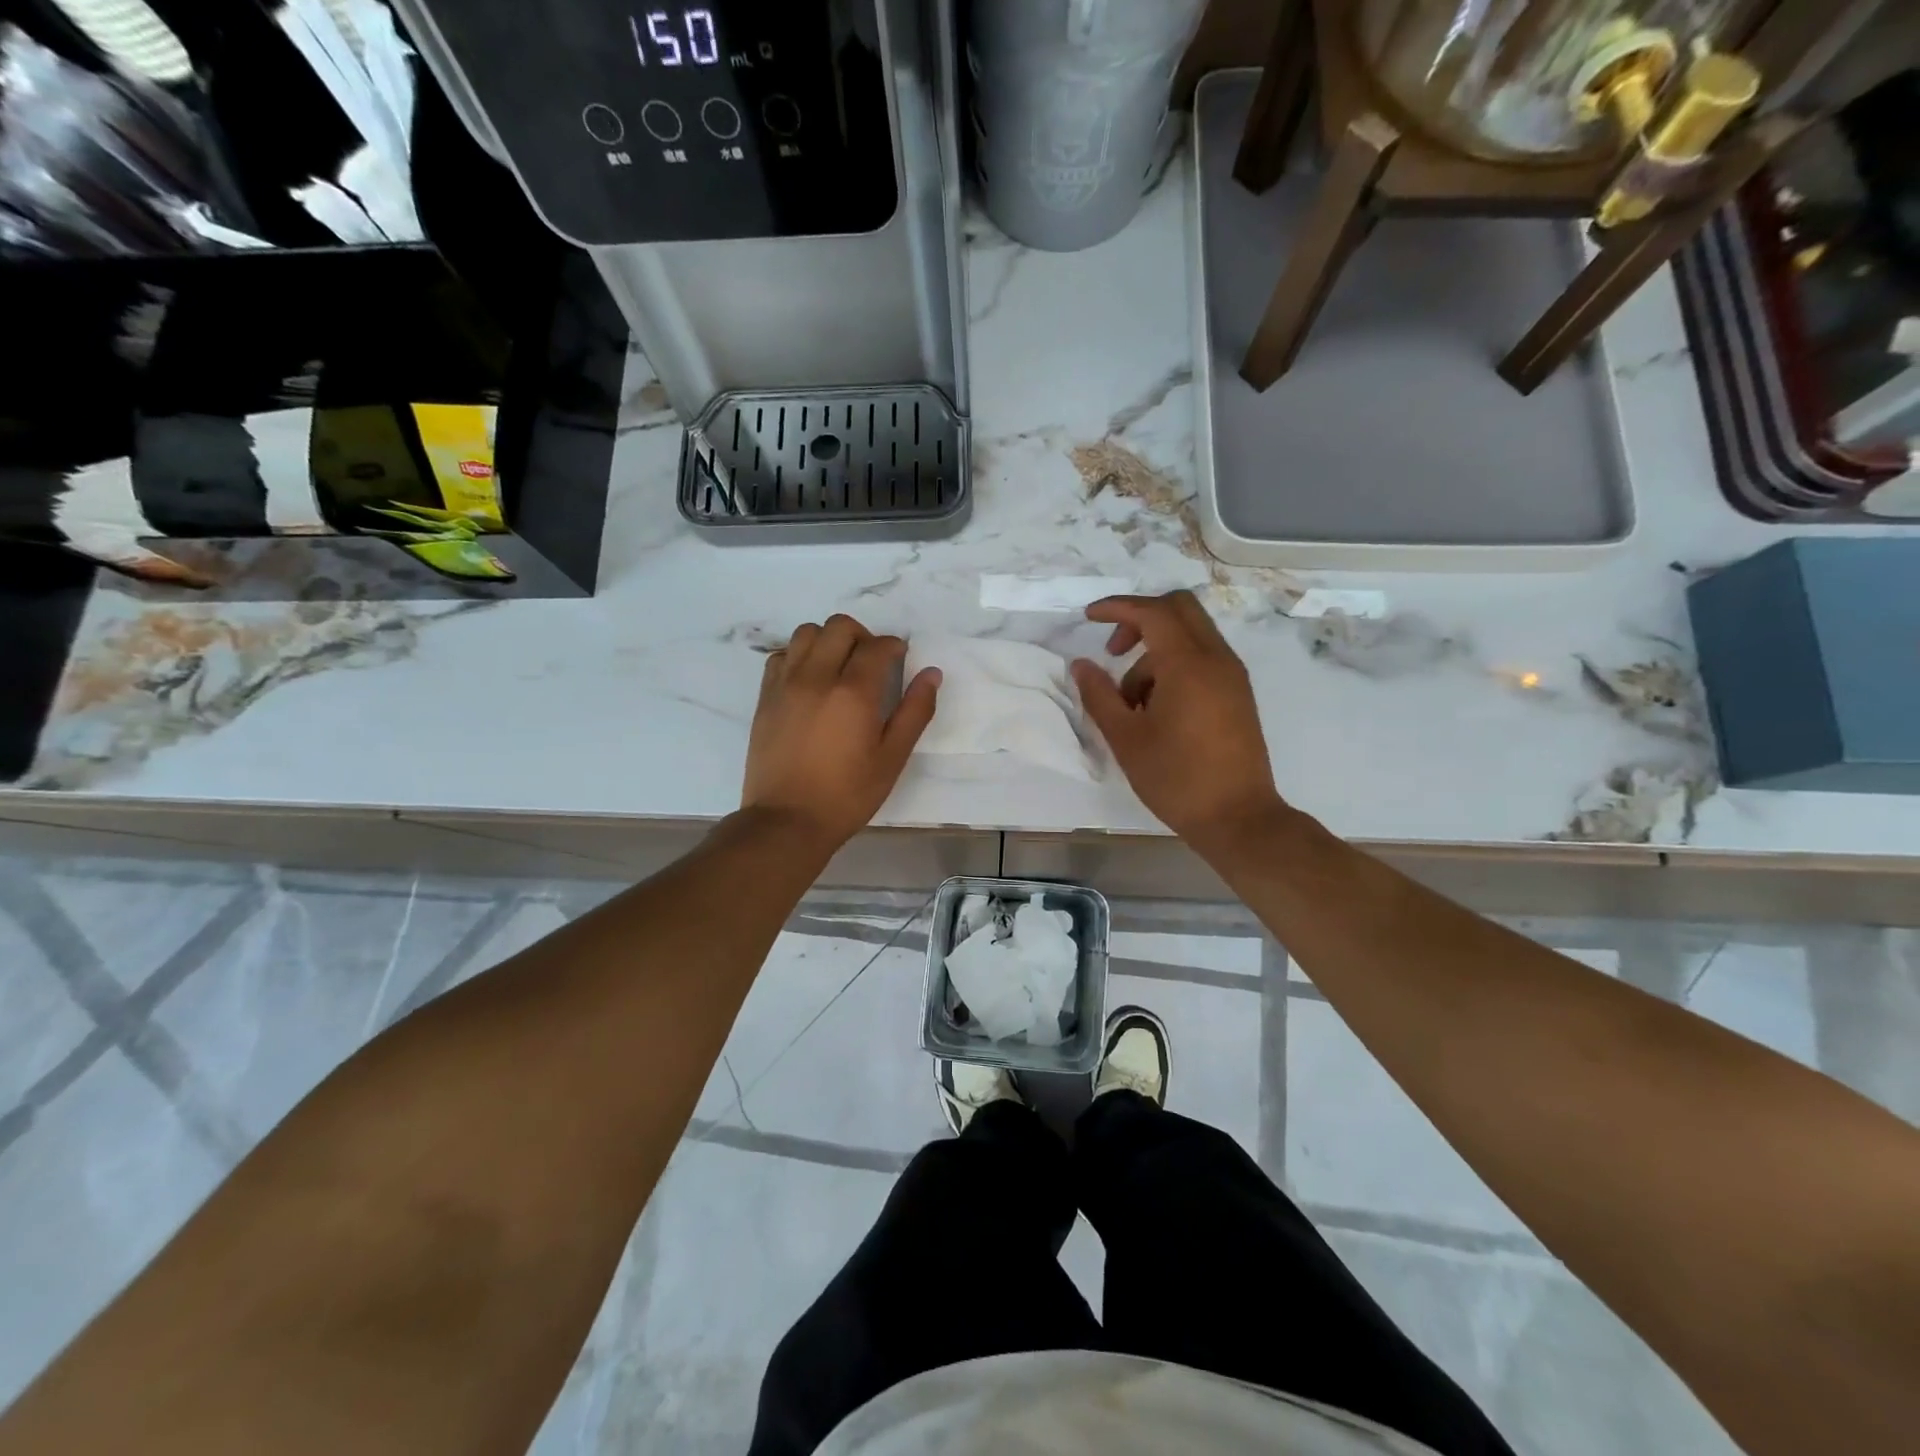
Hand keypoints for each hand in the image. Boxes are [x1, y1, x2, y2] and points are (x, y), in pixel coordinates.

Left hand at [741, 614, 940, 850]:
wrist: (787, 820)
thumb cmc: (847, 794)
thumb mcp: (892, 758)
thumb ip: (915, 711)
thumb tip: (931, 673)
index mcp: (854, 692)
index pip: (877, 646)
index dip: (894, 646)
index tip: (899, 659)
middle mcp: (817, 677)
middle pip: (840, 627)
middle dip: (862, 636)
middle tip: (872, 662)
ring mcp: (785, 684)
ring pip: (806, 633)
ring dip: (828, 640)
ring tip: (839, 666)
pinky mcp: (765, 697)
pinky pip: (781, 655)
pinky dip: (799, 655)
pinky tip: (810, 680)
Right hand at [1071, 591, 1284, 844]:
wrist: (1238, 817)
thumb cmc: (1176, 778)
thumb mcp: (1126, 738)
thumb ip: (1099, 695)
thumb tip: (1081, 665)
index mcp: (1188, 664)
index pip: (1152, 612)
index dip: (1117, 607)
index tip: (1088, 617)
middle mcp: (1217, 659)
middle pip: (1179, 609)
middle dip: (1140, 619)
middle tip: (1113, 651)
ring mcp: (1232, 676)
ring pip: (1190, 637)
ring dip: (1155, 652)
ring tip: (1131, 703)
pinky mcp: (1238, 694)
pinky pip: (1203, 659)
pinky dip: (1175, 666)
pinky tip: (1157, 709)